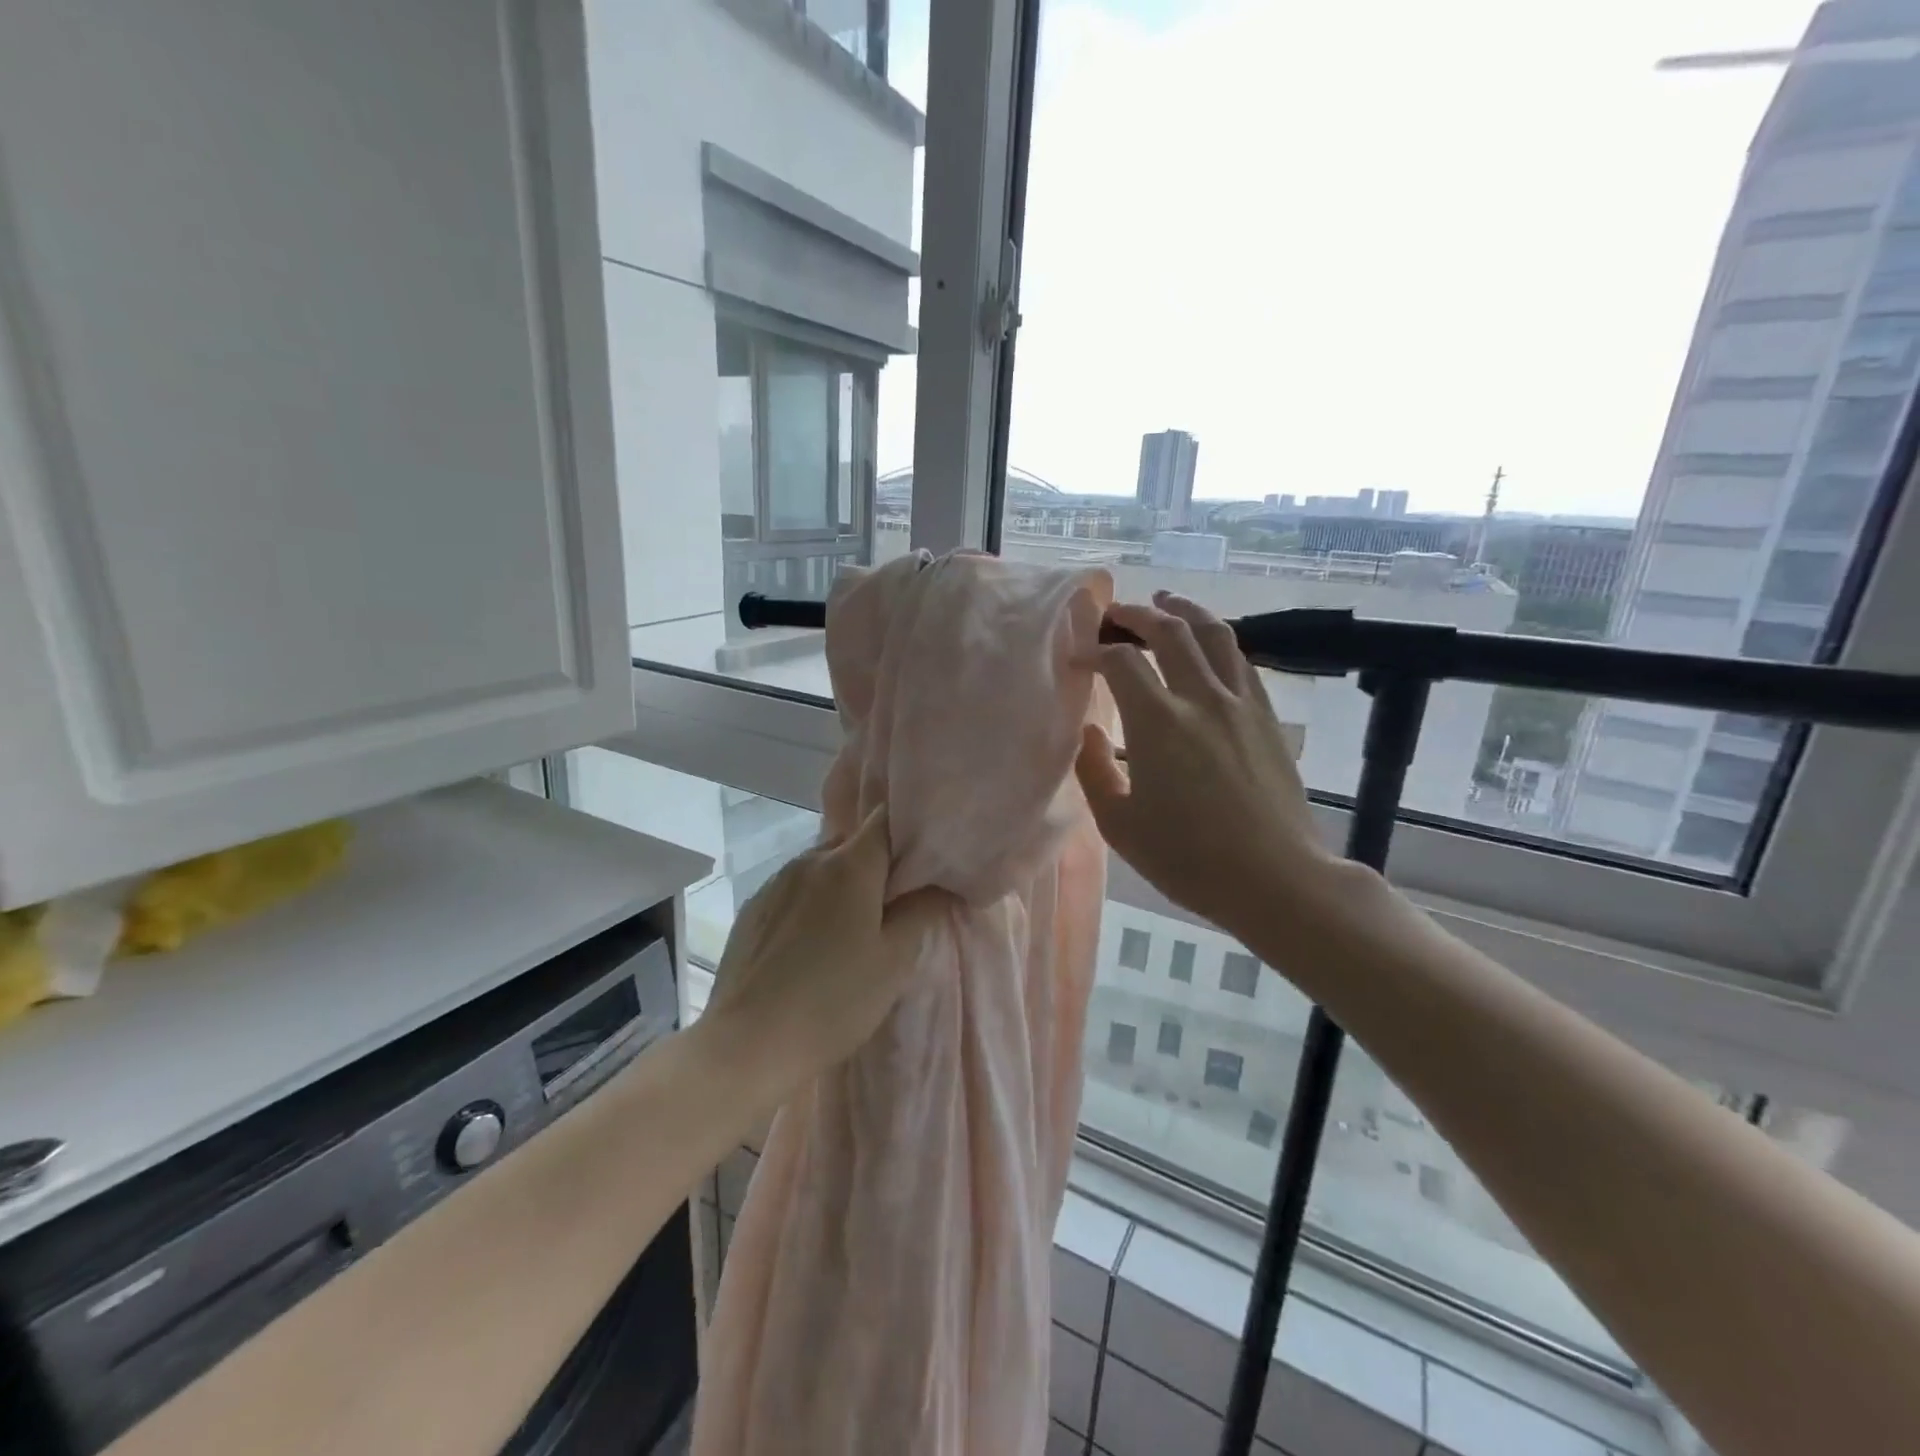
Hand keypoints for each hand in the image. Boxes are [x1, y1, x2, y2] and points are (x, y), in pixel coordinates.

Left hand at [702, 806, 949, 1097]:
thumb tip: (940, 884)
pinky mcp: (752, 908)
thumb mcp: (894, 961)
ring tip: (852, 926)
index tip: (923, 858)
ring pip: (821, 865)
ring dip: (842, 883)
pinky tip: (813, 943)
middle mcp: (809, 860)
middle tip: (894, 901)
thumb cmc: (834, 1000)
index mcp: (849, 865)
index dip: (908, 831)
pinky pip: (794, 889)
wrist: (748, 1043)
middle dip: (877, 862)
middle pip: (853, 842)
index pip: (885, 819)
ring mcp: (775, 882)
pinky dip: (812, 901)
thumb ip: (922, 912)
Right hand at [1075, 592, 1341, 942]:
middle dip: (1137, 614)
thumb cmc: (1188, 858)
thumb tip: (1087, 729)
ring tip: (1166, 601)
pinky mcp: (1267, 716)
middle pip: (1169, 630)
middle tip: (1116, 613)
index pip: (1121, 661)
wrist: (1275, 878)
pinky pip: (1241, 661)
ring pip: (1214, 634)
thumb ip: (1093, 770)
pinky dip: (1218, 641)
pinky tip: (1209, 646)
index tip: (1078, 659)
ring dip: (1185, 610)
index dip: (1094, 651)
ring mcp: (1241, 703)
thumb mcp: (1120, 825)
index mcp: (1158, 721)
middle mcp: (1201, 697)